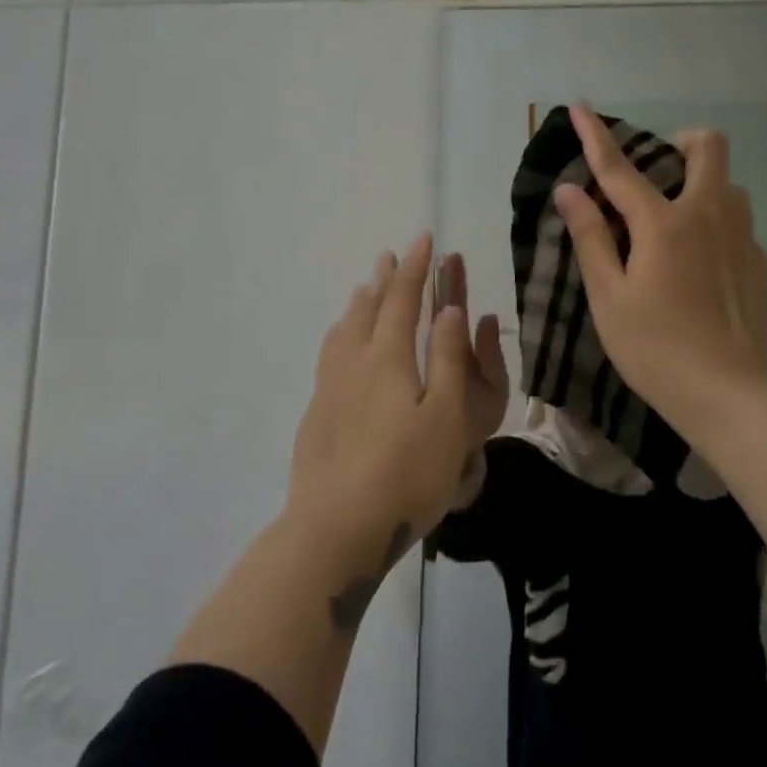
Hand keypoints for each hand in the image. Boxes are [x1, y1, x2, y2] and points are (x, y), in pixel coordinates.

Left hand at [287, 234, 507, 575]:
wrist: (336, 527)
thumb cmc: (407, 473)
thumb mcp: (447, 417)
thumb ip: (449, 360)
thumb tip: (450, 309)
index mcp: (388, 358)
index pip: (403, 299)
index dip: (416, 268)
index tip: (423, 238)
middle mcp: (354, 362)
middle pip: (368, 308)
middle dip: (385, 279)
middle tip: (391, 255)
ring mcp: (329, 388)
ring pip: (343, 330)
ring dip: (359, 303)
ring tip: (364, 289)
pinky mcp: (317, 414)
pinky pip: (330, 354)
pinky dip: (341, 334)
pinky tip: (340, 348)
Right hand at [552, 105, 766, 445]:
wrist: (726, 394)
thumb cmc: (653, 347)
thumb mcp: (608, 296)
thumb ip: (590, 237)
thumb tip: (570, 190)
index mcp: (664, 223)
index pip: (621, 168)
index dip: (597, 136)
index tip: (580, 107)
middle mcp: (710, 216)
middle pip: (709, 148)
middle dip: (683, 142)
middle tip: (660, 169)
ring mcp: (744, 238)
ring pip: (730, 186)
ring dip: (704, 186)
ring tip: (678, 224)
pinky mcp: (763, 264)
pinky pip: (740, 226)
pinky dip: (717, 229)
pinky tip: (703, 269)